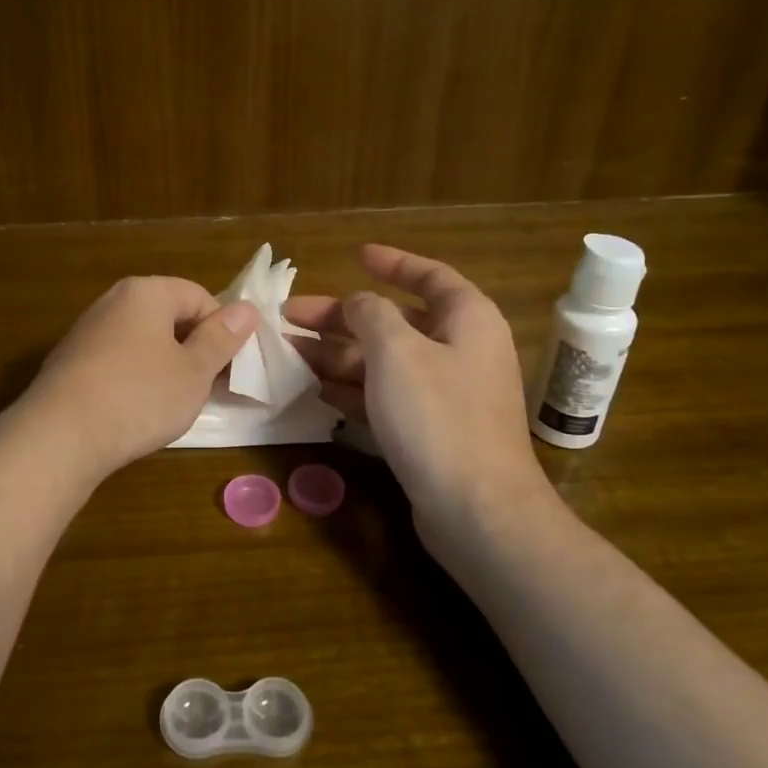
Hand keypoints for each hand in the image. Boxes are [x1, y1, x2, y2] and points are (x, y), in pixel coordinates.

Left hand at [17, 276, 257, 484]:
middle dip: (192, 348)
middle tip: (204, 387)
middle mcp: (113, 301)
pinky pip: (116, 360)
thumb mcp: (194, 371)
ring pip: (142, 340)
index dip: (221, 331)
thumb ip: (222, 338)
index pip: (199, 296)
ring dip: (164, 366)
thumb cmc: (139, 397)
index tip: (228, 368)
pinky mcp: (69, 361)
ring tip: (171, 403)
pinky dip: (133, 379)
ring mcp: (86, 331)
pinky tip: (134, 411)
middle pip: (169, 316)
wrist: (59, 436)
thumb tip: (247, 308)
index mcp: (146, 292)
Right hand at [286, 245, 556, 556]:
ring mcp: (447, 395)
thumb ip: (370, 314)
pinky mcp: (432, 432)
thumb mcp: (396, 351)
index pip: (429, 276)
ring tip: (290, 352)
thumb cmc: (438, 416)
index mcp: (466, 320)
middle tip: (290, 315)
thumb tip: (357, 303)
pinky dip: (354, 390)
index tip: (357, 255)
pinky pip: (387, 397)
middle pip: (394, 321)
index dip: (393, 263)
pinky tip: (319, 391)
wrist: (478, 511)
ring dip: (339, 355)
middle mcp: (460, 351)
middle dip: (342, 317)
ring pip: (385, 362)